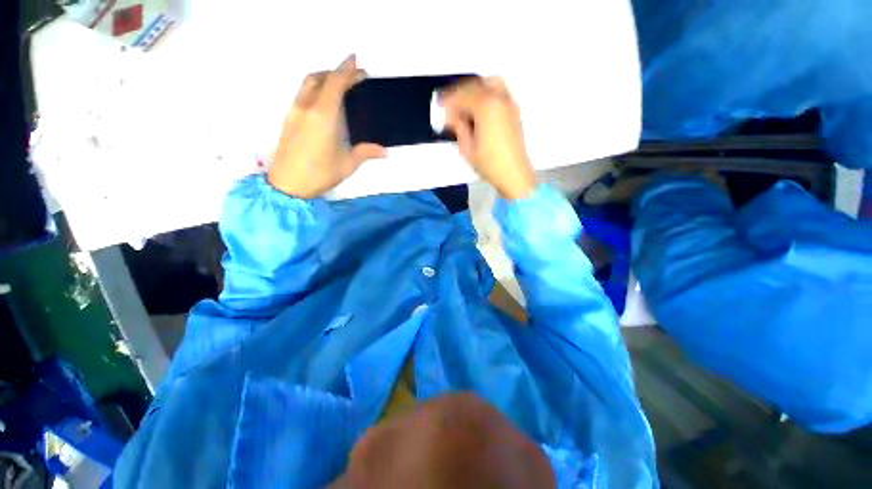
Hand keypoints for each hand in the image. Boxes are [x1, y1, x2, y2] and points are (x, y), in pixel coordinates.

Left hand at [267, 55, 385, 198]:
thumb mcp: (348, 164)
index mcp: (324, 115)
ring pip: (308, 84)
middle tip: (352, 76)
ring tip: (339, 85)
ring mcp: (295, 111)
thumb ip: (366, 153)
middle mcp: (307, 107)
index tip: (356, 62)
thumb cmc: (320, 173)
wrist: (287, 184)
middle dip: (336, 71)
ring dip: (324, 78)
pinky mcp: (289, 118)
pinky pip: (303, 94)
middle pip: (319, 77)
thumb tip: (384, 151)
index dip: (346, 70)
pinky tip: (325, 102)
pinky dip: (316, 89)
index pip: (335, 83)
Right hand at [441, 77, 536, 199]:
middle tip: (450, 107)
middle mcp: (499, 98)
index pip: (462, 95)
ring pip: (488, 84)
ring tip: (464, 107)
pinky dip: (485, 95)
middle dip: (459, 94)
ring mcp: (509, 103)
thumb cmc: (489, 164)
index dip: (448, 101)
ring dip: (473, 91)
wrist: (514, 174)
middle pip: (475, 85)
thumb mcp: (467, 148)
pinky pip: (498, 92)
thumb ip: (458, 127)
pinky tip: (478, 111)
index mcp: (486, 106)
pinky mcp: (514, 111)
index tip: (440, 107)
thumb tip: (451, 116)